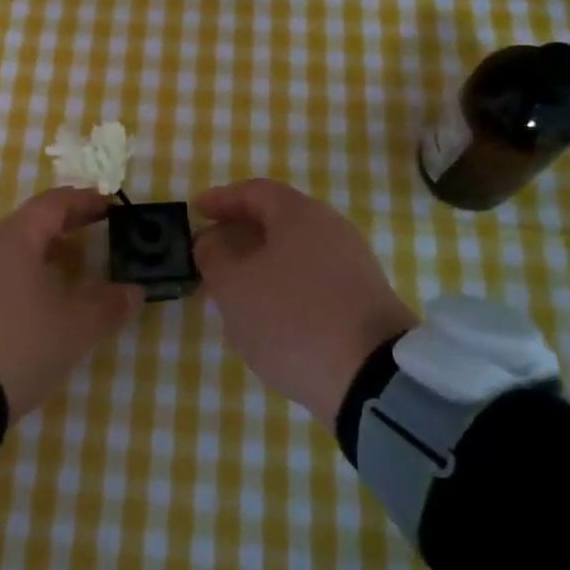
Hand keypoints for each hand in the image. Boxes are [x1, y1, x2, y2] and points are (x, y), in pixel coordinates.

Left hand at [0, 188, 144, 423]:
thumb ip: (109, 305)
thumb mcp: (76, 328)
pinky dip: (24, 272)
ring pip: (13, 248)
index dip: (85, 200)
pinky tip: (38, 299)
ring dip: (45, 250)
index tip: (110, 205)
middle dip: (67, 223)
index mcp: (15, 239)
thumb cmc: (19, 344)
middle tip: (97, 229)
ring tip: (72, 267)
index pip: (54, 202)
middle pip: (31, 221)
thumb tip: (133, 290)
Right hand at [193, 179, 417, 425]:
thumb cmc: (292, 319)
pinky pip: (313, 276)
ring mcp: (353, 264)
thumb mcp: (234, 288)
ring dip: (262, 260)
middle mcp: (332, 228)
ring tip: (235, 284)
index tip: (196, 210)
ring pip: (296, 250)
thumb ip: (214, 257)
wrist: (372, 377)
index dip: (222, 198)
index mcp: (300, 215)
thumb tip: (211, 240)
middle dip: (242, 230)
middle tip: (212, 248)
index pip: (255, 191)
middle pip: (279, 218)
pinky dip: (285, 282)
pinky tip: (270, 310)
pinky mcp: (364, 298)